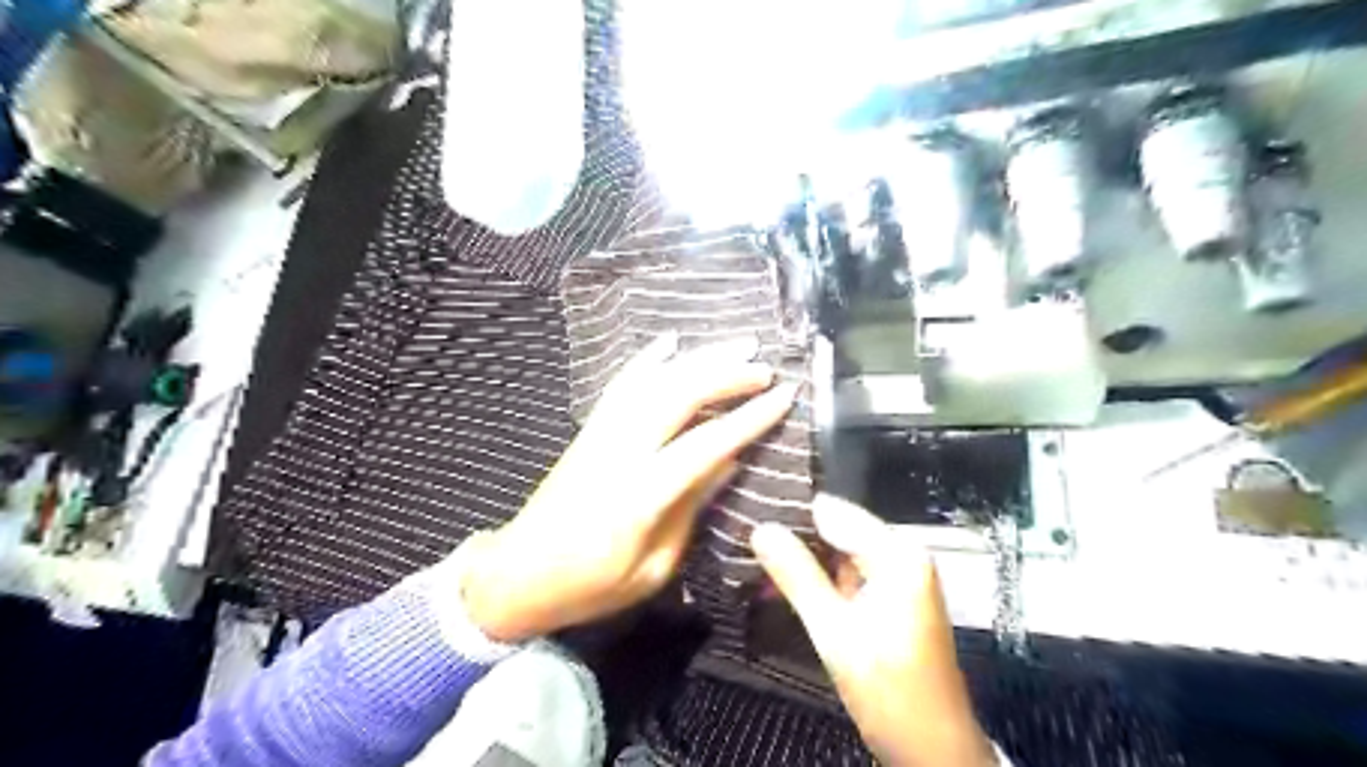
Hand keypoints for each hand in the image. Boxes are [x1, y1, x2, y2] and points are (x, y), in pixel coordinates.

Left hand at [463, 331, 802, 645]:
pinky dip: (648, 359)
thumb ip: (690, 509)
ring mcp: (600, 434)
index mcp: (640, 495)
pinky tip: (669, 342)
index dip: (748, 417)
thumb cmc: (591, 586)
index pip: (705, 443)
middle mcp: (620, 451)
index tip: (783, 396)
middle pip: (678, 396)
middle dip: (726, 376)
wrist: (518, 575)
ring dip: (697, 359)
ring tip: (735, 345)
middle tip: (765, 368)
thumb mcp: (653, 567)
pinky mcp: (589, 430)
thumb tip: (728, 462)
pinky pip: (622, 385)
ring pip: (653, 382)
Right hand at [759, 496, 994, 763]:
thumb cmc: (888, 689)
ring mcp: (900, 575)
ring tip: (758, 555)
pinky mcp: (893, 595)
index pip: (833, 511)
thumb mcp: (834, 631)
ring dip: (805, 557)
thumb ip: (797, 576)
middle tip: (747, 538)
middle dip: (795, 535)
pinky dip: (821, 577)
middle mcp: (903, 553)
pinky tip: (786, 581)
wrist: (933, 749)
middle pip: (838, 528)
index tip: (749, 513)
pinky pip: (849, 572)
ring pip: (840, 550)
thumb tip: (761, 528)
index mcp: (897, 553)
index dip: (791, 512)